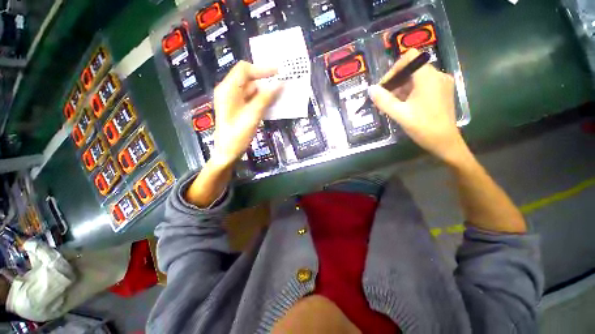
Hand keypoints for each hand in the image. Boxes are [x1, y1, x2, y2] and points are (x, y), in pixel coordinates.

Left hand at [210, 61, 281, 168]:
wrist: (227, 153)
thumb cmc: (237, 135)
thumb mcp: (252, 116)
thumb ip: (265, 99)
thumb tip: (279, 84)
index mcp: (228, 90)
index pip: (244, 70)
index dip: (261, 69)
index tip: (278, 73)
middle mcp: (229, 92)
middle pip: (248, 79)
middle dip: (265, 80)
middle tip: (282, 84)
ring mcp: (234, 101)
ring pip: (251, 90)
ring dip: (265, 91)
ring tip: (280, 94)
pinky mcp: (238, 109)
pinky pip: (251, 99)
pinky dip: (262, 100)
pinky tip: (272, 103)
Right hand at [368, 49, 467, 164]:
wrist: (445, 142)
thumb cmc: (423, 127)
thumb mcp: (400, 114)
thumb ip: (383, 100)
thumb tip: (370, 89)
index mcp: (429, 77)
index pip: (409, 58)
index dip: (394, 69)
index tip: (384, 86)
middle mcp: (437, 75)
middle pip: (411, 69)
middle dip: (394, 82)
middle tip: (383, 99)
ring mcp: (441, 83)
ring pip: (416, 78)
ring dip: (400, 89)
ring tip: (389, 106)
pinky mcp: (441, 92)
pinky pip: (422, 86)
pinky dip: (409, 93)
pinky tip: (401, 106)